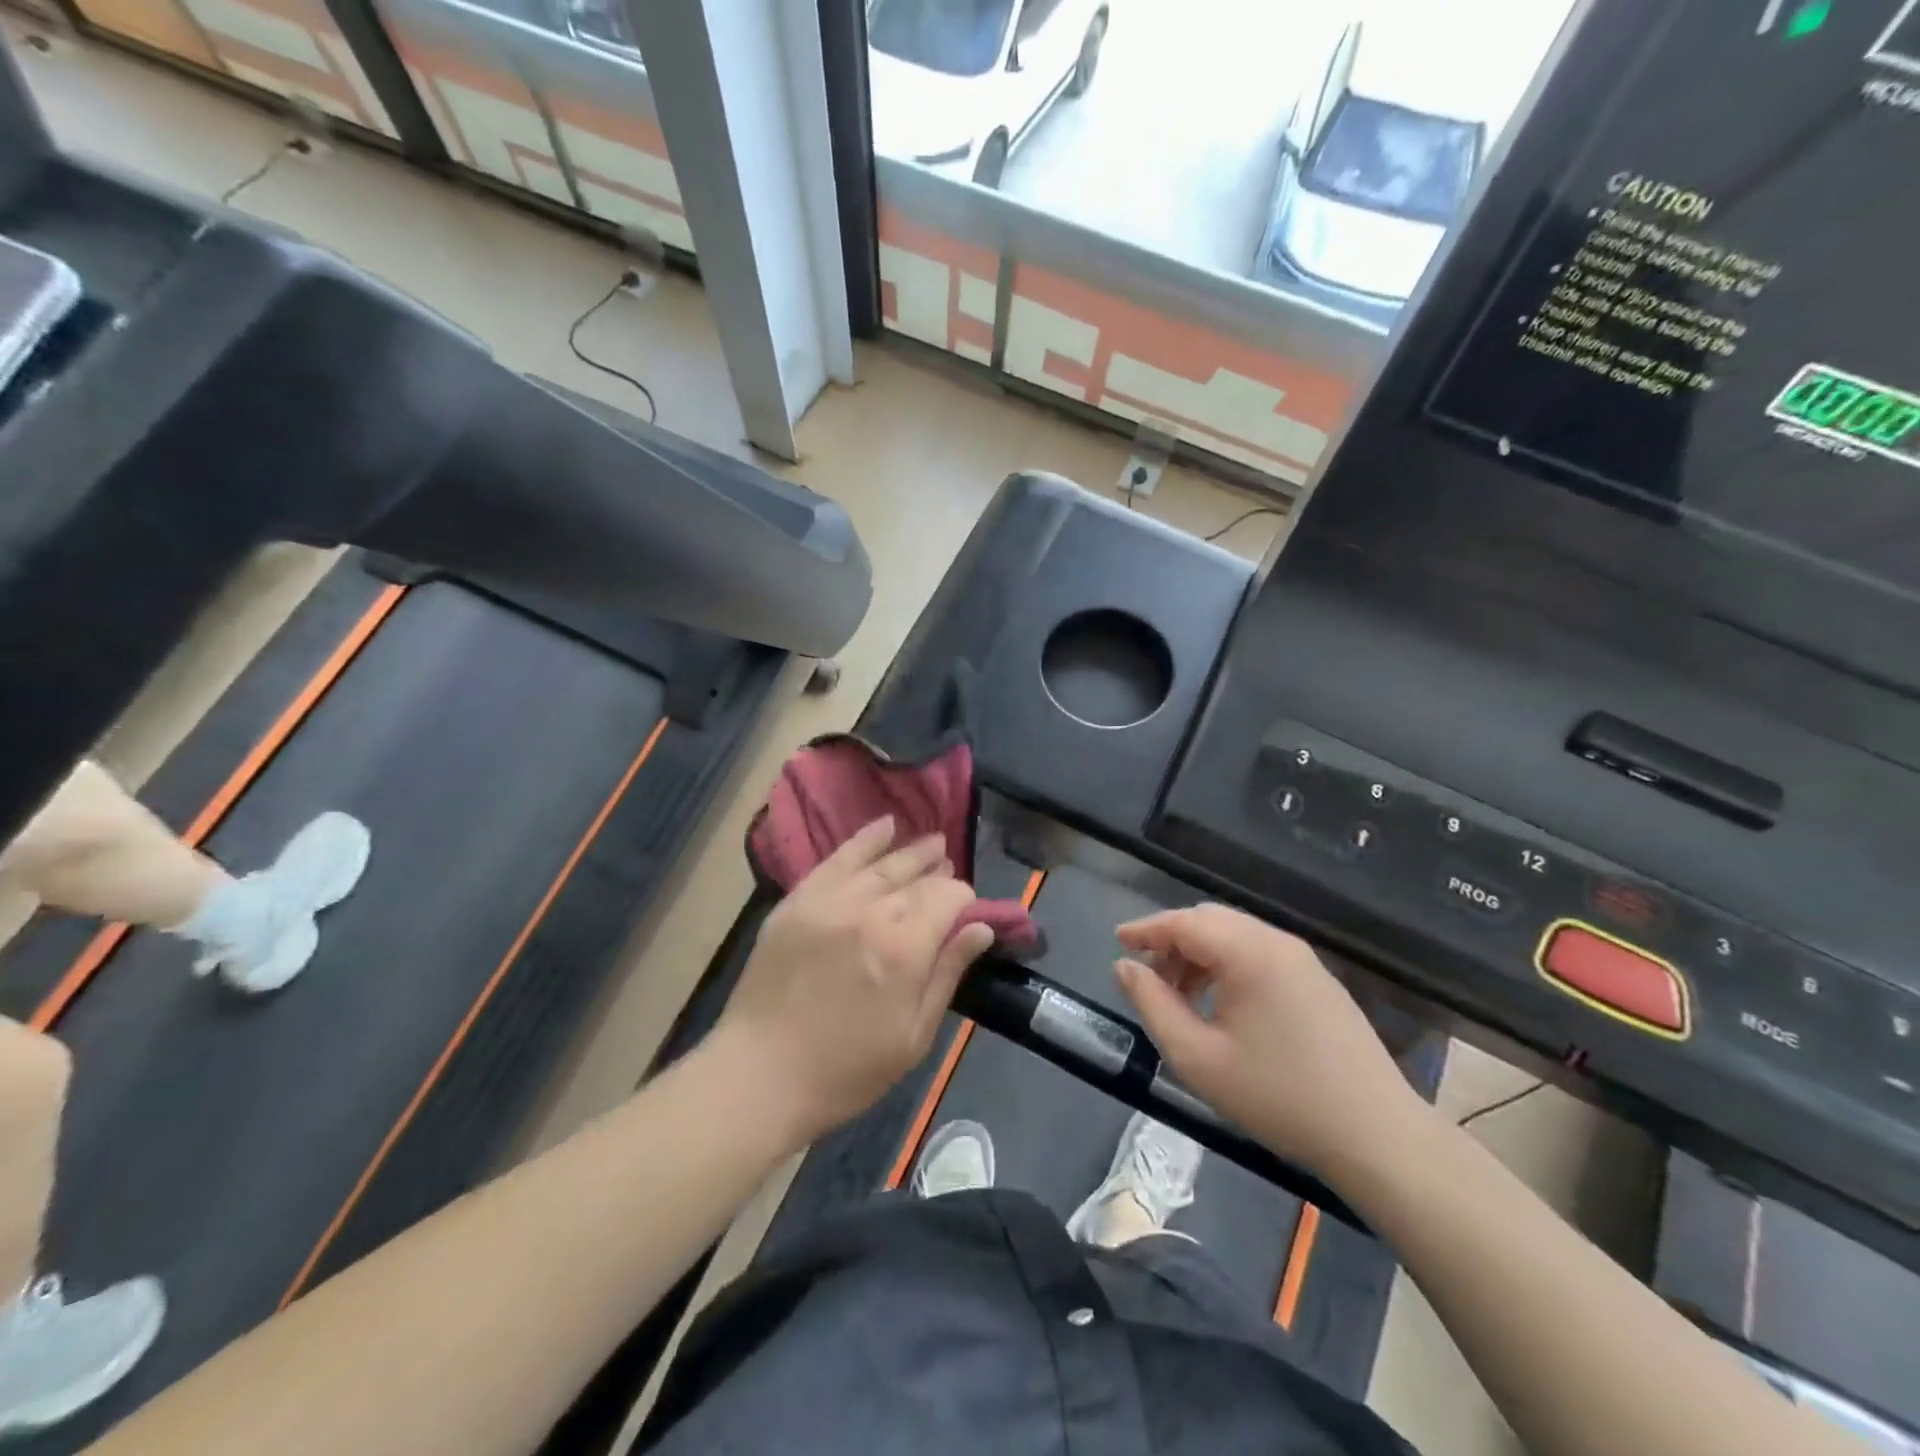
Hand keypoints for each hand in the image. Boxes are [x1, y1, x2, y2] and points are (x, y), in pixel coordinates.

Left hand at [718, 816, 995, 1144]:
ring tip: (933, 842)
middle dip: (939, 872)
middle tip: (950, 867)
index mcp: (905, 949)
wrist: (760, 1074)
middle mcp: (870, 912)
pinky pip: (838, 859)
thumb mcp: (913, 1036)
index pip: (948, 899)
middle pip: (917, 879)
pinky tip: (886, 825)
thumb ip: (948, 974)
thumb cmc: (847, 1069)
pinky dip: (865, 839)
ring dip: (911, 851)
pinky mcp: (799, 900)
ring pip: (881, 864)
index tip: (967, 912)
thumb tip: (982, 928)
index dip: (964, 900)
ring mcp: (830, 901)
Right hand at [1113, 904, 1429, 1180]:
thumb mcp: (1198, 1058)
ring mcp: (1303, 960)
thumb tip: (1126, 967)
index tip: (1117, 942)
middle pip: (1210, 921)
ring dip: (1199, 954)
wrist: (1377, 1136)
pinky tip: (1220, 1004)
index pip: (1184, 921)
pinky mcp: (1318, 980)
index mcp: (1249, 952)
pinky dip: (1227, 965)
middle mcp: (1277, 943)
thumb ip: (1153, 1005)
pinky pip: (1259, 954)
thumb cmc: (1279, 1097)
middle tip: (1147, 977)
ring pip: (1235, 936)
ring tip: (1179, 996)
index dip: (1146, 929)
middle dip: (1172, 941)